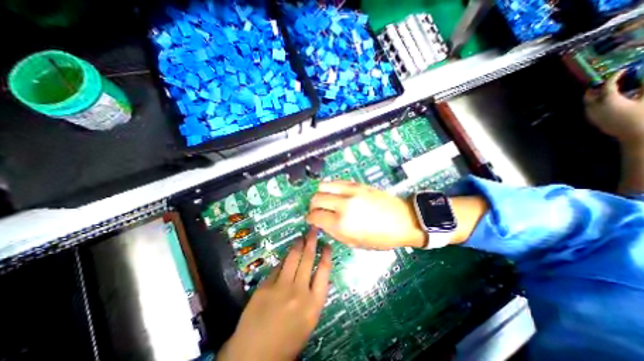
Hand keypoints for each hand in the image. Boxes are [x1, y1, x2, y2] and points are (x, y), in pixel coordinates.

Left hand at [219, 228, 333, 360]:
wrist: (254, 357)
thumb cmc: (287, 341)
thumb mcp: (308, 321)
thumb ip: (313, 297)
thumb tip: (317, 275)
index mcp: (314, 304)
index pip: (324, 271)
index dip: (326, 255)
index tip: (327, 245)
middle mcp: (300, 291)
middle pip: (308, 259)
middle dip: (312, 241)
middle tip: (313, 229)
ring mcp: (281, 287)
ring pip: (292, 258)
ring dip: (298, 245)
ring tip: (301, 236)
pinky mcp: (266, 286)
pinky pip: (277, 267)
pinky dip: (283, 259)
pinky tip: (286, 254)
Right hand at [304, 182, 425, 249]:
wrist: (404, 220)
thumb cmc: (381, 238)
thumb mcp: (356, 243)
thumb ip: (335, 232)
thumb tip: (322, 223)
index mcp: (342, 224)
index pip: (315, 216)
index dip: (310, 218)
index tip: (311, 220)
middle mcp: (343, 205)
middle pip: (316, 198)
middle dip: (312, 205)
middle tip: (317, 210)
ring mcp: (350, 191)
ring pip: (323, 185)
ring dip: (320, 193)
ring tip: (325, 200)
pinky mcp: (357, 184)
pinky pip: (337, 181)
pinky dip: (331, 187)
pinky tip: (336, 193)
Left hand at [587, 70, 643, 145]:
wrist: (634, 134)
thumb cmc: (642, 116)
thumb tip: (643, 77)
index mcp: (607, 100)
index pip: (608, 85)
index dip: (615, 76)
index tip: (623, 71)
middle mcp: (594, 107)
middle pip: (589, 95)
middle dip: (597, 87)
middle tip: (610, 82)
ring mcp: (591, 114)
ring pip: (588, 102)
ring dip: (595, 95)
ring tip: (610, 90)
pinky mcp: (593, 120)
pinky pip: (590, 109)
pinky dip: (596, 103)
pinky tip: (609, 101)